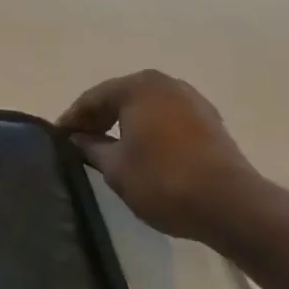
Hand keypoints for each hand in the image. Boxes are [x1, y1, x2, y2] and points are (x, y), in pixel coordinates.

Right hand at [57, 69, 264, 243]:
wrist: (231, 205)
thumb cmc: (163, 180)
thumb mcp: (115, 167)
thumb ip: (91, 147)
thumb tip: (77, 138)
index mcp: (139, 86)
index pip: (93, 98)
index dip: (72, 119)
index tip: (57, 138)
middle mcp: (166, 84)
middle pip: (121, 97)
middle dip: (99, 119)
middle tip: (78, 143)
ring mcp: (193, 101)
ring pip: (146, 108)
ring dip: (125, 125)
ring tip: (108, 149)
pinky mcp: (210, 122)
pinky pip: (168, 120)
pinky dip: (150, 131)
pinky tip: (142, 153)